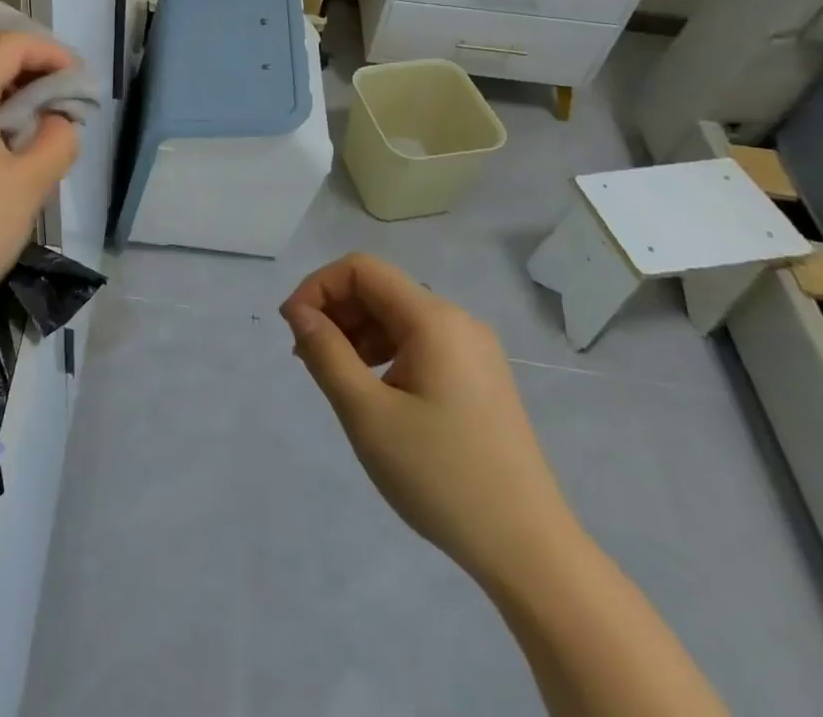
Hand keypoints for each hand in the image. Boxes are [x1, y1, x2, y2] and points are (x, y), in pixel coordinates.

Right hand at [280, 254, 578, 588]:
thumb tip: (298, 312)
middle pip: (379, 289)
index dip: (318, 287)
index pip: (361, 269)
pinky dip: (383, 353)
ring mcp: (473, 350)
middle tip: (305, 356)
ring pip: (397, 317)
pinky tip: (371, 390)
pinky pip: (418, 343)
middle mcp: (457, 321)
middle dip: (334, 311)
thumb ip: (325, 353)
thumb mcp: (367, 415)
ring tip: (332, 376)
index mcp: (434, 319)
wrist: (530, 554)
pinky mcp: (478, 378)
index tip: (292, 329)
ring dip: (356, 333)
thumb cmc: (441, 478)